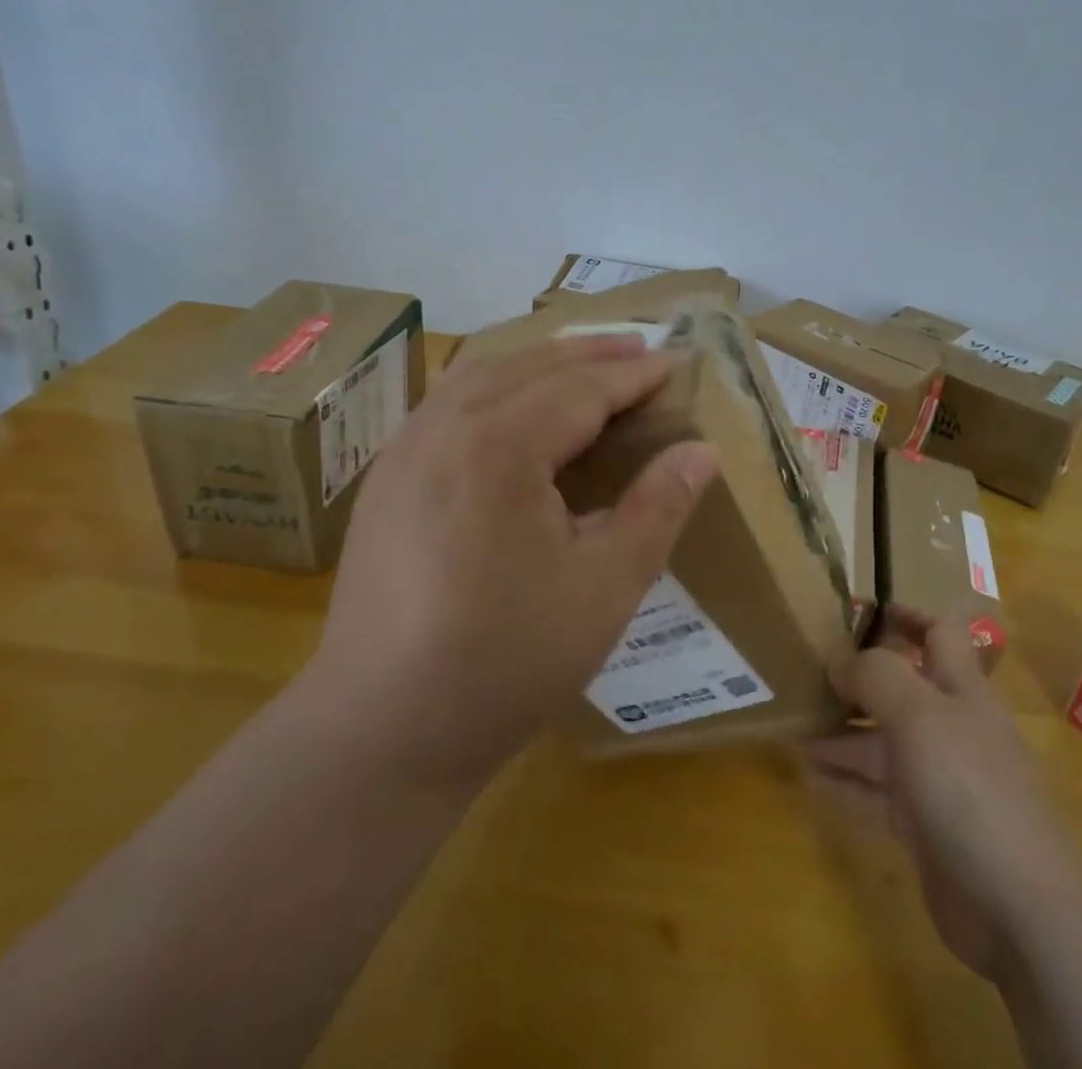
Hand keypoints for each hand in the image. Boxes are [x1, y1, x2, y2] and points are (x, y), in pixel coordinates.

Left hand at [306, 333, 718, 791]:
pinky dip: (493, 386)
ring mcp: (403, 451)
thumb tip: (701, 451)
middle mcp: (444, 430)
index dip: (632, 375)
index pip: (581, 389)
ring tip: (582, 364)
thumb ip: (657, 508)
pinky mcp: (384, 480)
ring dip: (537, 362)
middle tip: (638, 349)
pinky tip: (510, 407)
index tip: (673, 363)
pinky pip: (446, 403)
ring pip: (479, 376)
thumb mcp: (606, 588)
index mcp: (499, 449)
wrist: (380, 733)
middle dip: (588, 354)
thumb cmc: (506, 662)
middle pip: (528, 367)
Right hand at [807, 608, 1081, 978]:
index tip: (861, 609)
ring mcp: (938, 778)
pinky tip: (809, 771)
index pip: (939, 634)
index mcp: (961, 689)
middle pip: (900, 688)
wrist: (1019, 907)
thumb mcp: (918, 713)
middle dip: (857, 677)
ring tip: (791, 720)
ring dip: (840, 729)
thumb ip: (876, 675)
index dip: (907, 616)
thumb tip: (838, 659)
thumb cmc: (969, 787)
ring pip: (881, 740)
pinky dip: (844, 777)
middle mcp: (950, 727)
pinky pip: (875, 790)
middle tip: (804, 668)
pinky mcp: (924, 825)